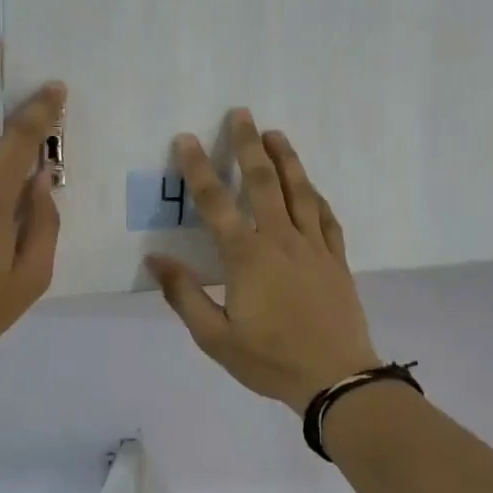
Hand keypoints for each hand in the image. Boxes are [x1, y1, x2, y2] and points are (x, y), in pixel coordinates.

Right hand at [145, 111, 379, 412]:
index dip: (198, 168)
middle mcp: (281, 239)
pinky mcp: (337, 259)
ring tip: (276, 133)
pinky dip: (317, 197)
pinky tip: (312, 188)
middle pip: (263, 182)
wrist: (337, 379)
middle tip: (241, 113)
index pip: (216, 202)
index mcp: (247, 256)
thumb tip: (155, 258)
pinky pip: (327, 218)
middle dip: (248, 145)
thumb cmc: (270, 359)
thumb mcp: (215, 338)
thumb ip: (184, 295)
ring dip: (287, 159)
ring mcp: (314, 246)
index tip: (186, 138)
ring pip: (300, 192)